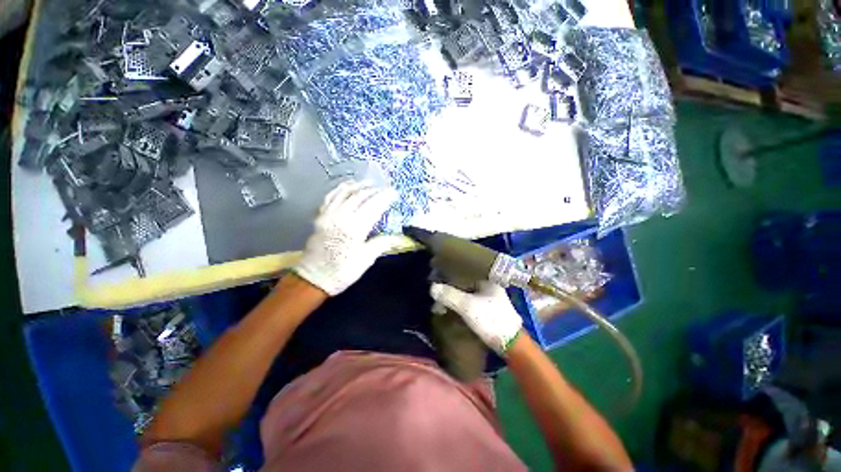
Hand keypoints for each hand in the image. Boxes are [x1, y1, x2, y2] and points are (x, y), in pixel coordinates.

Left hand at [294, 181, 396, 295]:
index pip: (373, 206)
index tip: (393, 193)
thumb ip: (381, 244)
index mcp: (355, 228)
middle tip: (383, 189)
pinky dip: (339, 189)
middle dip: (373, 190)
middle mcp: (341, 216)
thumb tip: (398, 237)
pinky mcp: (320, 217)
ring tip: (368, 183)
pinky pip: (330, 197)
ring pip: (344, 193)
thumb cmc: (343, 271)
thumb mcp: (366, 260)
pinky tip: (346, 187)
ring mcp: (328, 215)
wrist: (313, 279)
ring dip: (357, 186)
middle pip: (359, 196)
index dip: (384, 197)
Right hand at [430, 281, 522, 354]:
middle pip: (466, 283)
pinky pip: (471, 303)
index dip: (452, 275)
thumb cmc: (490, 319)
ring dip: (455, 298)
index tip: (439, 278)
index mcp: (488, 280)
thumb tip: (432, 287)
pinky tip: (452, 309)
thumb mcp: (468, 306)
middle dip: (451, 288)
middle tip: (438, 293)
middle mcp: (490, 287)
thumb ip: (450, 295)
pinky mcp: (489, 311)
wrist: (511, 344)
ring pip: (468, 294)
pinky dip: (461, 305)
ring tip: (441, 303)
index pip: (466, 272)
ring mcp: (490, 299)